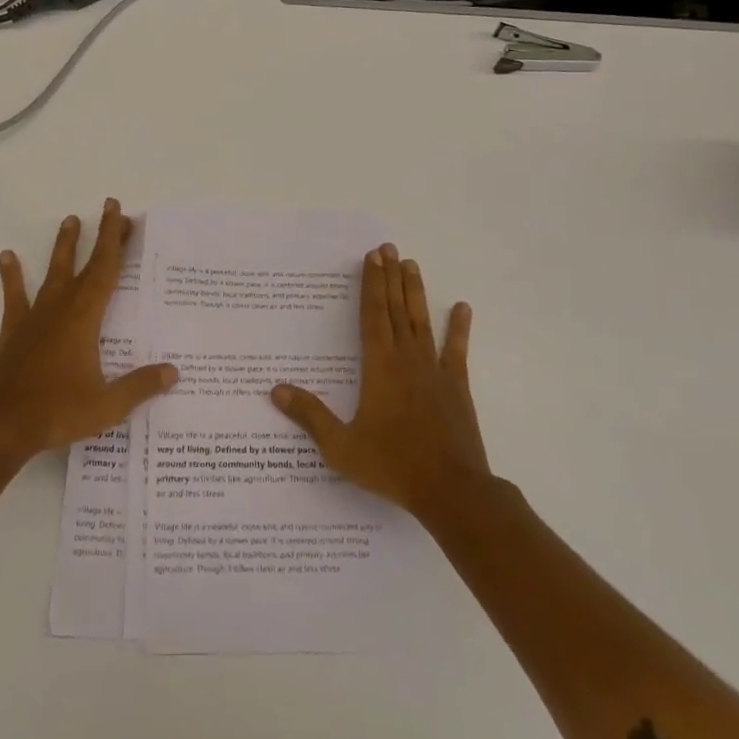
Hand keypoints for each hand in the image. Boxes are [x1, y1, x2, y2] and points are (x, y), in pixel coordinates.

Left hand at [0, 199, 177, 462]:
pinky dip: (12, 275)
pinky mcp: (13, 332)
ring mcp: (34, 318)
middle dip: (100, 237)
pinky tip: (7, 256)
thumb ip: (141, 386)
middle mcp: (60, 308)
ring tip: (69, 220)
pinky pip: (14, 296)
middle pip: (85, 264)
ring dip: (63, 246)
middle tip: (110, 210)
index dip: (115, 240)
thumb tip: (174, 371)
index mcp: (85, 318)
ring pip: (52, 272)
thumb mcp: (106, 405)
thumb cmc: (55, 412)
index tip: (121, 213)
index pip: (106, 270)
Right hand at [272, 244, 487, 516]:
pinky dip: (459, 328)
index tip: (371, 258)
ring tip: (412, 264)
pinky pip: (456, 350)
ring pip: (422, 322)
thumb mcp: (341, 446)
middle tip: (388, 248)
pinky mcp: (456, 387)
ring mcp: (434, 371)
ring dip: (416, 292)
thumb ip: (310, 415)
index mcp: (379, 368)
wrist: (451, 490)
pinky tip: (462, 307)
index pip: (372, 316)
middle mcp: (407, 360)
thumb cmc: (392, 465)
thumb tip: (276, 390)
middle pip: (396, 310)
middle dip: (390, 278)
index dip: (371, 285)